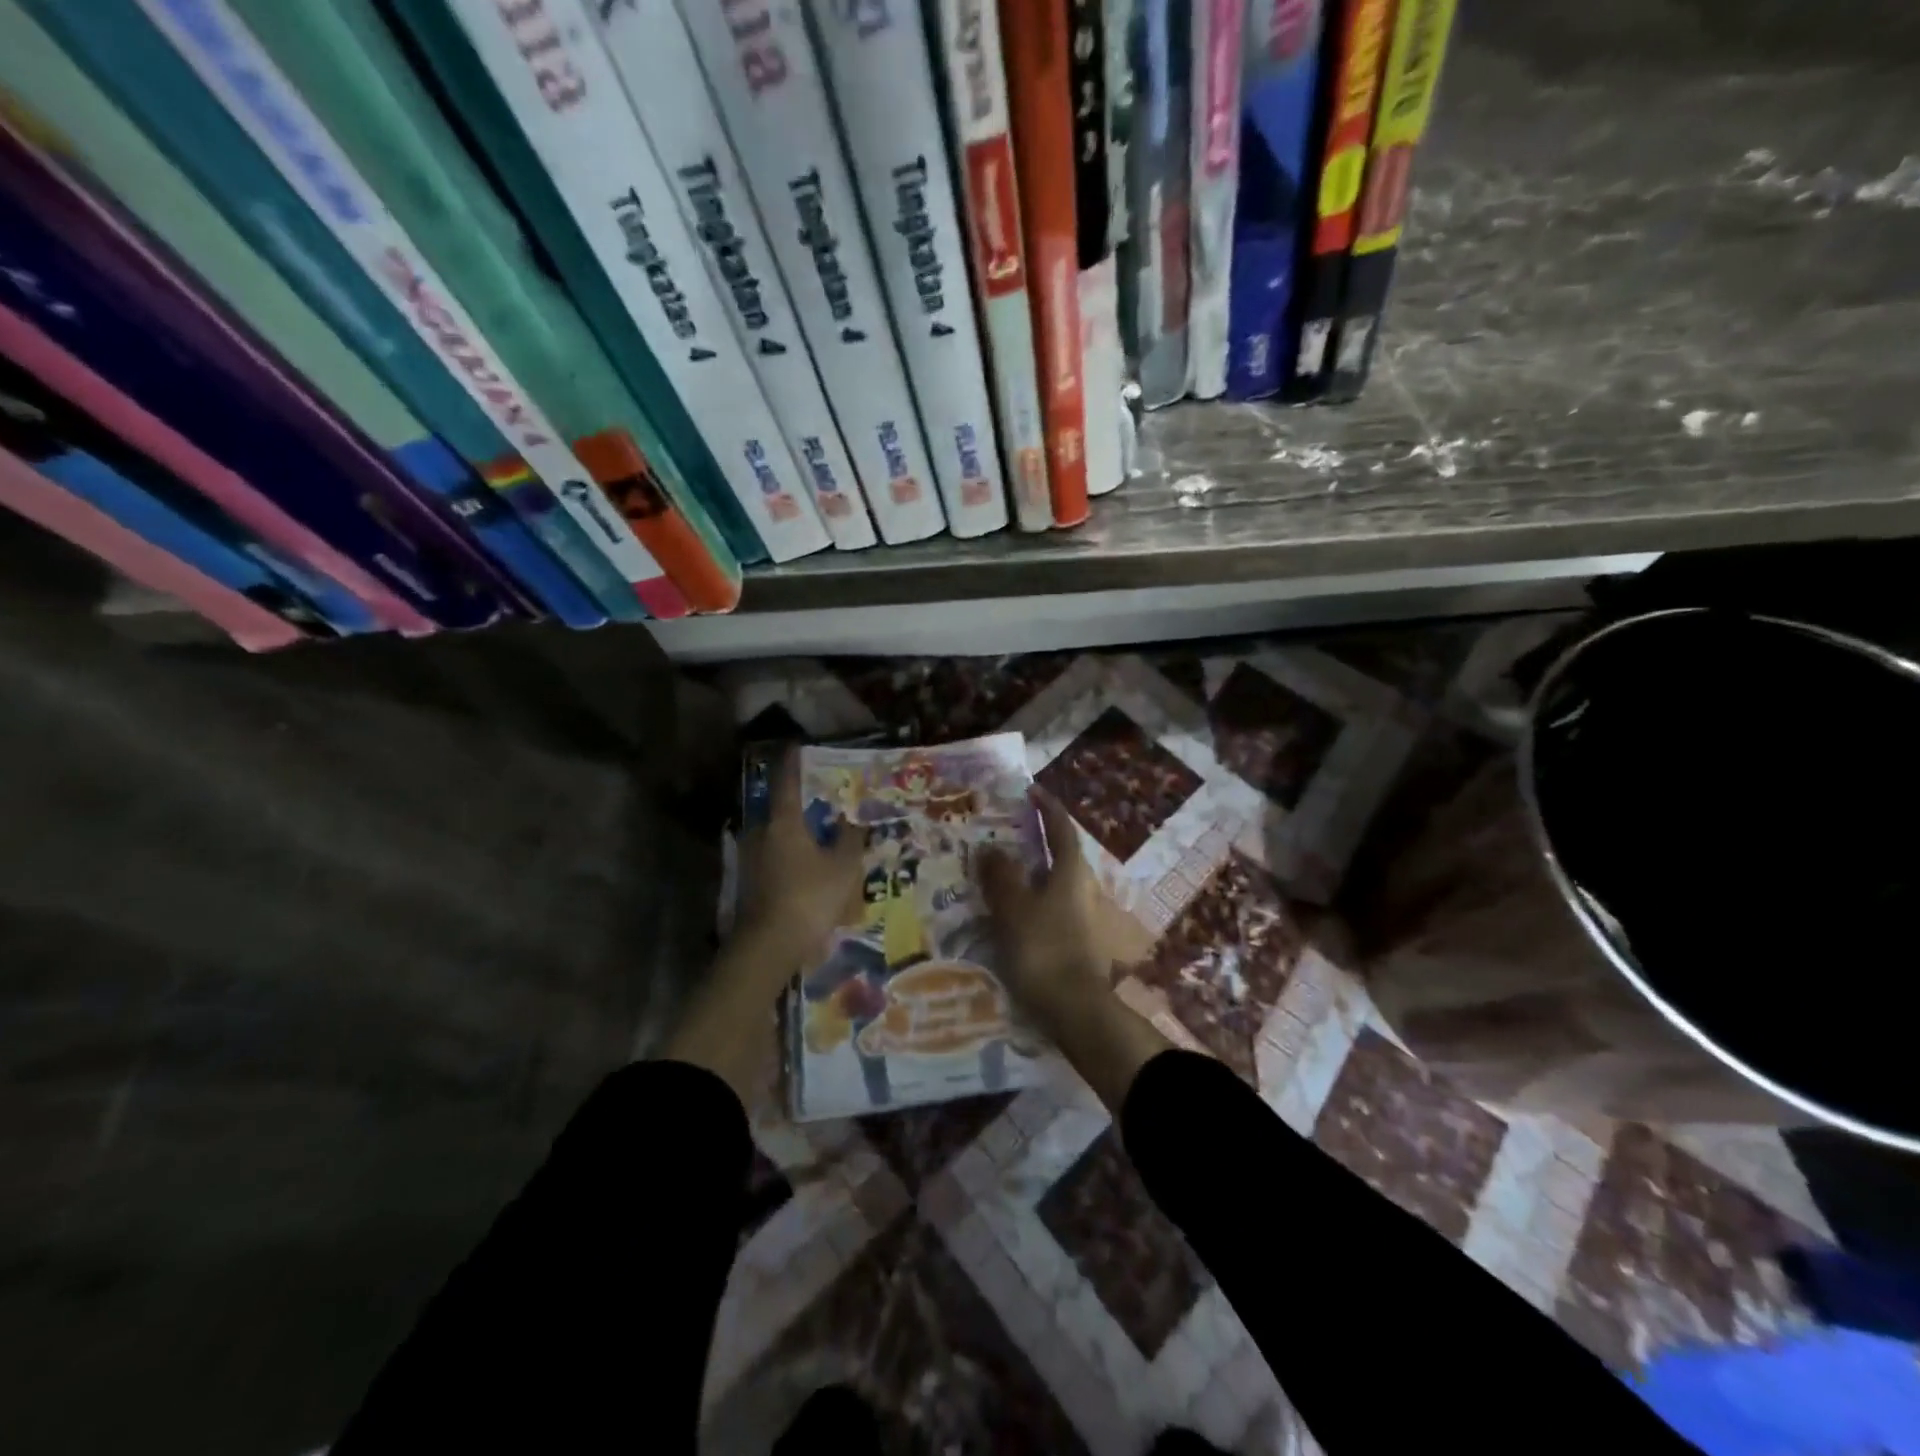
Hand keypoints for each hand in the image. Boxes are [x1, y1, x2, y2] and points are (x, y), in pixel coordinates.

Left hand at [666, 746, 864, 1100]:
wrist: (768, 948)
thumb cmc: (809, 898)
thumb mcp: (842, 866)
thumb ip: (849, 837)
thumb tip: (853, 816)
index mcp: (783, 821)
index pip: (787, 780)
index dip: (794, 761)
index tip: (800, 745)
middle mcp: (761, 832)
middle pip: (781, 806)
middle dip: (802, 798)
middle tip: (826, 793)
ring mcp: (752, 858)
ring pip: (779, 833)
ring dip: (798, 828)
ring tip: (824, 828)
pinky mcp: (752, 881)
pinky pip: (776, 854)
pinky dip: (793, 851)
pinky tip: (811, 861)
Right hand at [974, 788, 1109, 1040]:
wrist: (1074, 1010)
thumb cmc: (1044, 949)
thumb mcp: (1015, 908)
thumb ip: (1001, 875)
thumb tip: (991, 848)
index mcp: (1071, 873)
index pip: (1062, 829)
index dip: (1048, 808)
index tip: (1031, 791)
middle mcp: (1083, 889)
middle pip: (1060, 855)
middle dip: (1036, 841)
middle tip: (1005, 833)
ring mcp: (1082, 917)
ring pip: (1054, 883)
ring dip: (1031, 873)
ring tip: (999, 872)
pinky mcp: (1076, 941)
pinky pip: (1050, 907)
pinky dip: (1032, 899)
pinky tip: (1011, 911)